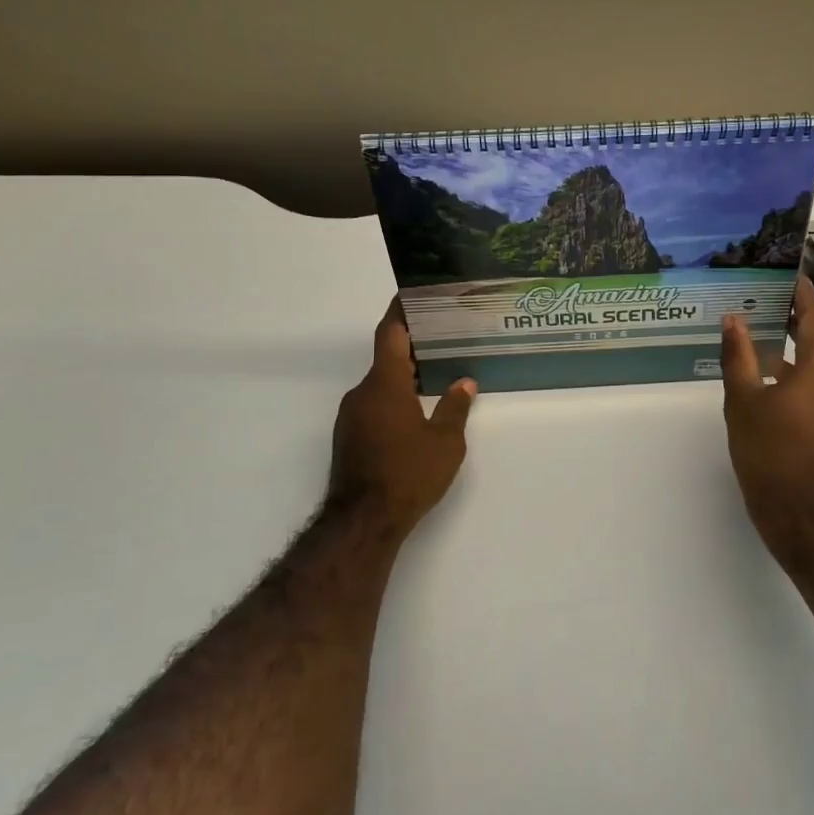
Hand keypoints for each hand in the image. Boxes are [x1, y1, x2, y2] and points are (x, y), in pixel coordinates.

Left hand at [327, 299, 476, 536]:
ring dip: (403, 377)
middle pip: (386, 359)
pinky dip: (393, 399)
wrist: (363, 521)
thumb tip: (465, 383)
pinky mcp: (348, 437)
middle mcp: (362, 393)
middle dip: (412, 348)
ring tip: (434, 377)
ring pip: (380, 385)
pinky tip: (415, 413)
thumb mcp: (445, 442)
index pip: (391, 334)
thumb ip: (455, 408)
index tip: (411, 293)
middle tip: (442, 339)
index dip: (401, 311)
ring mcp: (351, 416)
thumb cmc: (408, 473)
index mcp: (385, 384)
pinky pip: (373, 405)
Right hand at [721, 277, 813, 557]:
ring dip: (801, 351)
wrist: (807, 519)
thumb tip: (734, 319)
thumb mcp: (744, 403)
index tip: (787, 272)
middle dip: (797, 321)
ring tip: (766, 344)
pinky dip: (810, 375)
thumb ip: (739, 356)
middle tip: (765, 305)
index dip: (801, 293)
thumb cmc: (771, 457)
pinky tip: (781, 381)